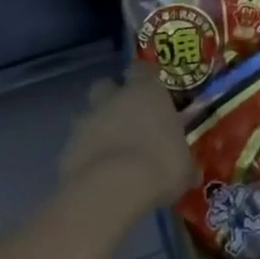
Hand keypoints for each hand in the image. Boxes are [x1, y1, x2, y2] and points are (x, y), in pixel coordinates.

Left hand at [60, 63, 195, 214]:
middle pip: (107, 86)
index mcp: (147, 92)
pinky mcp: (67, 146)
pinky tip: (96, 174)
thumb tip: (192, 172)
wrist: (113, 188)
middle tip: (126, 119)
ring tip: (111, 152)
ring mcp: (87, 120)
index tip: (150, 91)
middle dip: (112, 98)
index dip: (143, 79)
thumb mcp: (184, 169)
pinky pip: (77, 145)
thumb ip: (184, 163)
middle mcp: (114, 98)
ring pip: (89, 115)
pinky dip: (85, 154)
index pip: (141, 69)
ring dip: (97, 127)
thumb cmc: (159, 167)